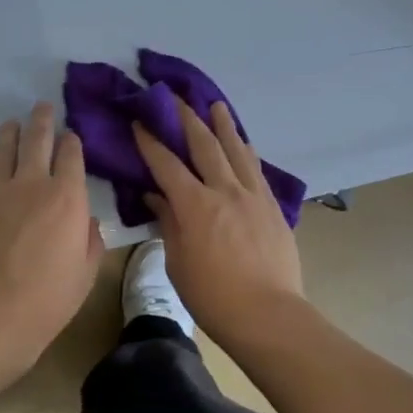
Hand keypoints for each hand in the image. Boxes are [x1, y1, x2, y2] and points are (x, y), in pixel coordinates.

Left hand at [0, 102, 101, 368]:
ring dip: (10, 133)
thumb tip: (86, 220)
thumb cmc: (48, 299)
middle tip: (42, 107)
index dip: (72, 141)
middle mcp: (30, 183)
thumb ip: (91, 239)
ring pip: (2, 149)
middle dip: (42, 119)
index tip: (70, 136)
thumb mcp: (87, 271)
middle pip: (37, 139)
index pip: (71, 154)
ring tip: (12, 125)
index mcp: (66, 196)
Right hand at [133, 102, 303, 346]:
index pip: (167, 164)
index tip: (139, 122)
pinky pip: (257, 169)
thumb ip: (168, 223)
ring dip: (223, 125)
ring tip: (216, 104)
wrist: (268, 314)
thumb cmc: (213, 296)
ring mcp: (253, 195)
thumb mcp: (178, 262)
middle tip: (175, 97)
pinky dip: (247, 151)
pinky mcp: (272, 206)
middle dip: (187, 119)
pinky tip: (244, 142)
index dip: (150, 142)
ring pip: (236, 150)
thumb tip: (156, 196)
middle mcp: (224, 190)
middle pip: (204, 145)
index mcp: (195, 205)